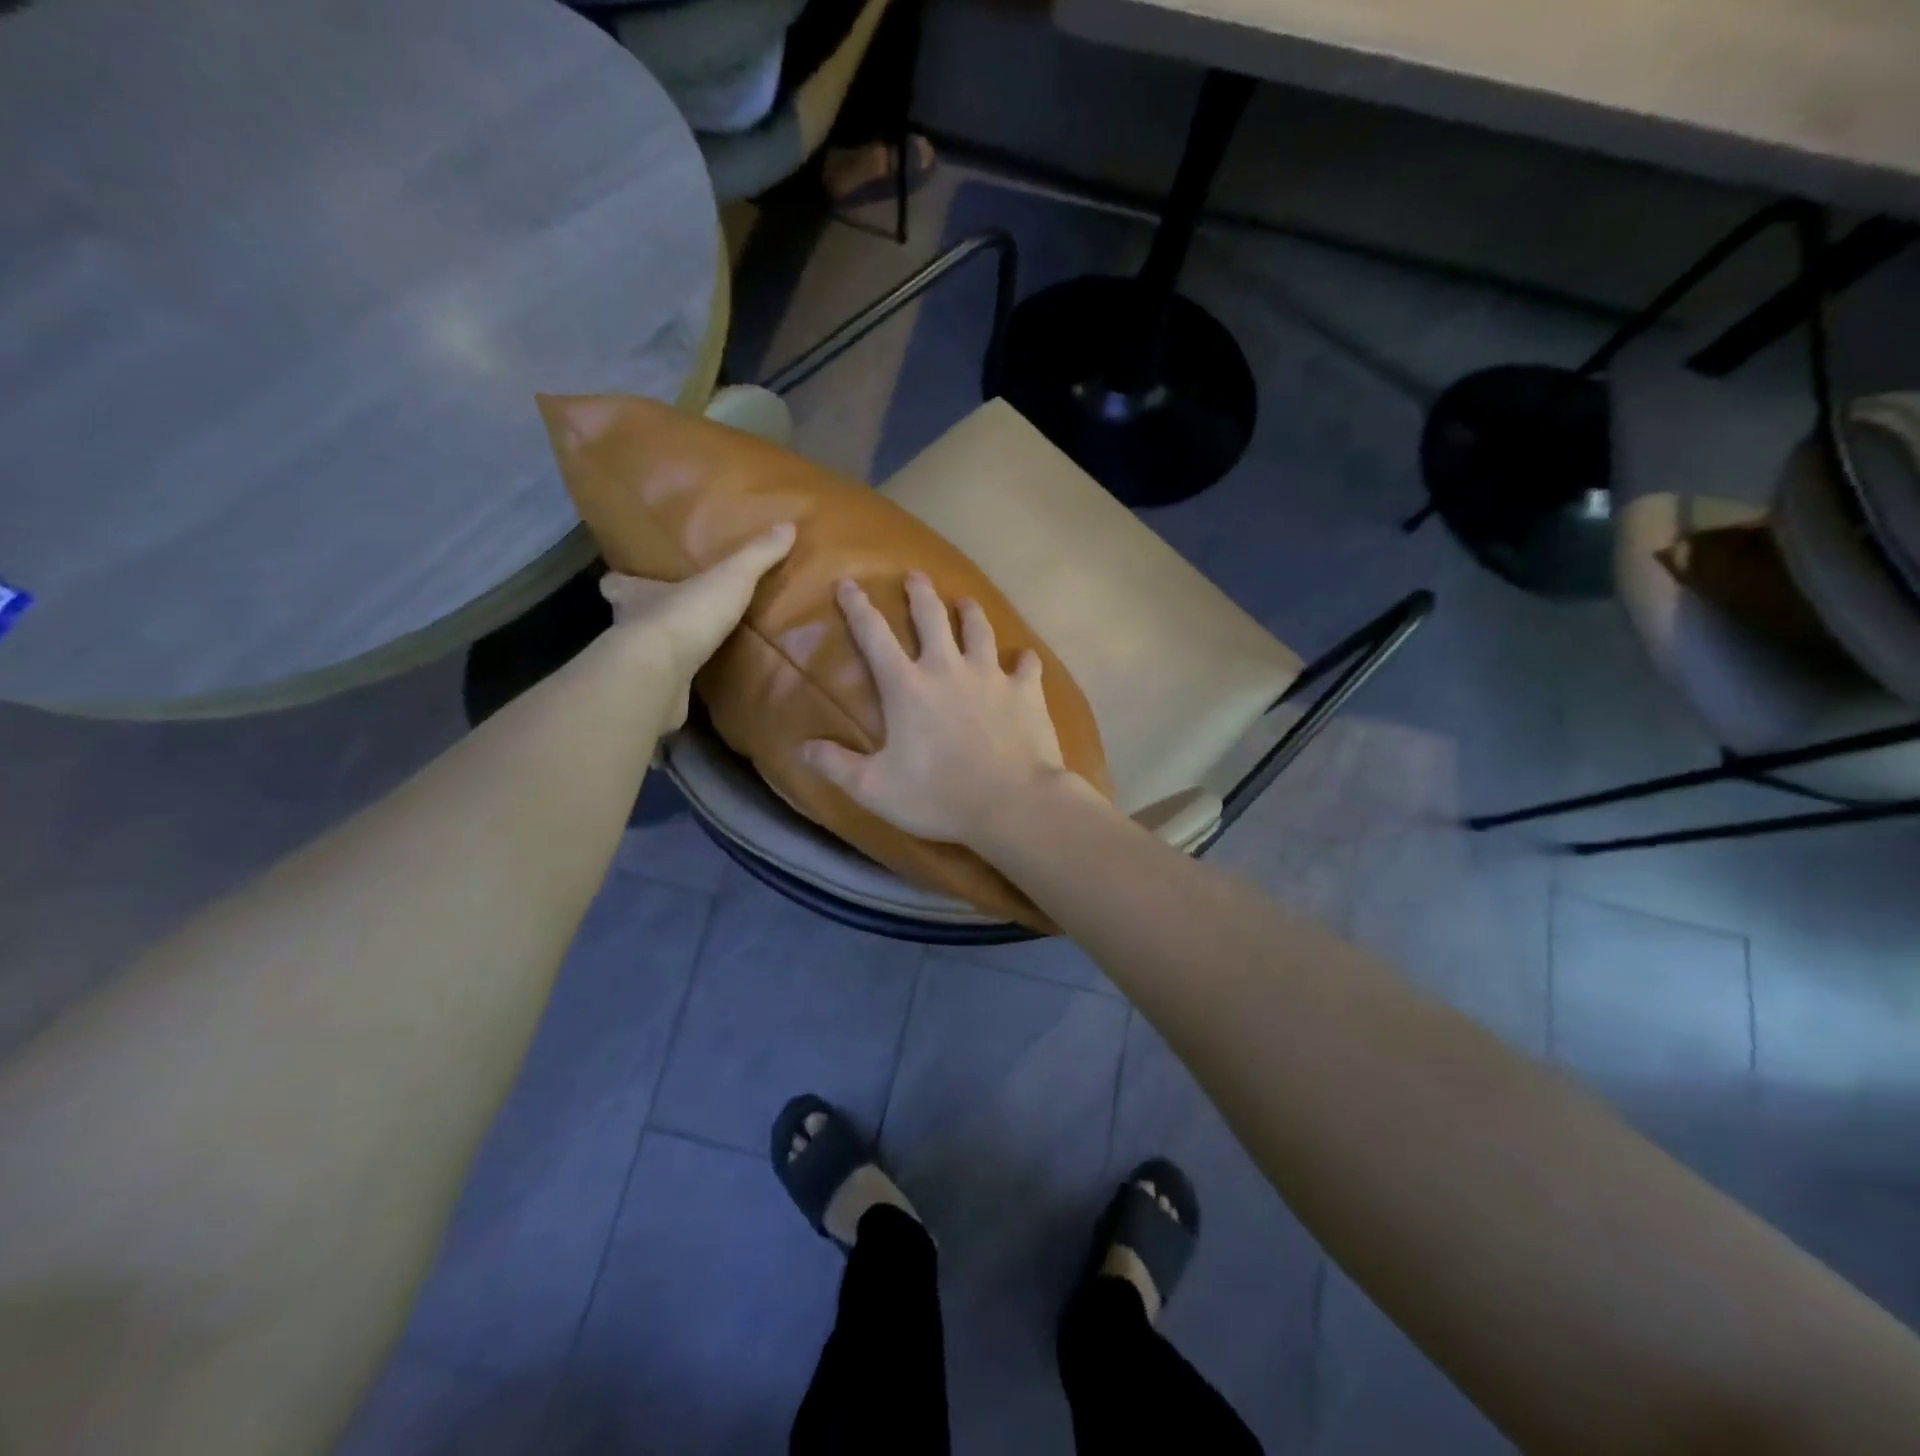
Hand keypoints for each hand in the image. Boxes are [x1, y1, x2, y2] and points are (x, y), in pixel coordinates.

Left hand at [599, 522, 794, 727]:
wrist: (659, 675)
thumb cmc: (686, 616)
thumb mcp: (731, 578)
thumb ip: (756, 555)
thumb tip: (788, 526)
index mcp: (635, 594)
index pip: (617, 583)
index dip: (624, 581)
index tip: (632, 580)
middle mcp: (627, 627)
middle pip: (629, 618)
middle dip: (646, 617)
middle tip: (671, 616)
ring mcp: (636, 665)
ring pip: (644, 654)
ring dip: (663, 652)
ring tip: (691, 651)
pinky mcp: (649, 695)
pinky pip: (663, 686)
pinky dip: (675, 685)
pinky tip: (696, 685)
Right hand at [800, 572, 1075, 845]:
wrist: (1012, 803)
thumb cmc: (938, 796)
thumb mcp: (875, 788)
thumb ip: (836, 765)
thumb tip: (800, 748)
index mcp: (907, 686)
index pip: (874, 636)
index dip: (857, 608)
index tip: (848, 583)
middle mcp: (948, 668)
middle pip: (931, 617)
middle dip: (919, 593)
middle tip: (915, 576)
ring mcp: (990, 676)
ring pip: (979, 630)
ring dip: (970, 612)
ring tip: (966, 601)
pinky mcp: (1026, 691)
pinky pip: (1026, 666)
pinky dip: (1023, 661)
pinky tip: (1025, 658)